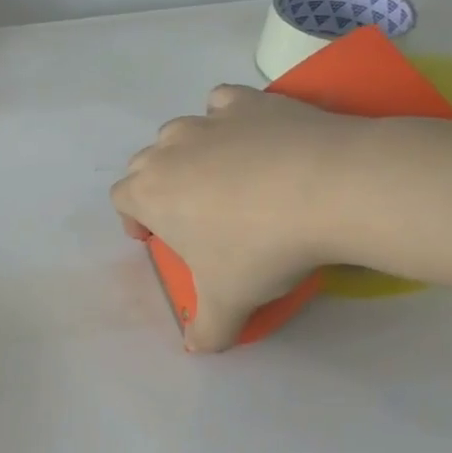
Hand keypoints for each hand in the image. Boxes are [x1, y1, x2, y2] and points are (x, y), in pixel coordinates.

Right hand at [111, 85, 358, 349]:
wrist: (330, 188)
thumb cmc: (261, 248)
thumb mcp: (231, 301)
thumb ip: (206, 329)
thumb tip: (196, 350)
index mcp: (148, 193)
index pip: (121, 200)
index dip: (133, 219)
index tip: (157, 239)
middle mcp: (166, 151)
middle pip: (144, 164)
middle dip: (158, 186)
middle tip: (192, 214)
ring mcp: (206, 122)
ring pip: (178, 132)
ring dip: (188, 152)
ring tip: (222, 175)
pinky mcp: (248, 103)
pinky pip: (221, 102)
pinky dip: (227, 116)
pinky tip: (249, 135)